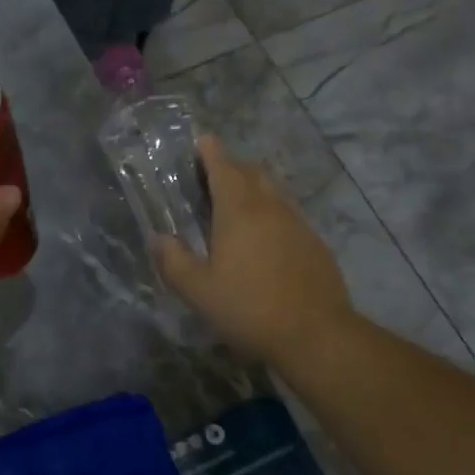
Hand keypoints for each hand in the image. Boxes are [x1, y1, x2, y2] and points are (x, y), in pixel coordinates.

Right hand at [153, 135, 355, 362]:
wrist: (316, 334)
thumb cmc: (249, 308)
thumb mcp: (198, 291)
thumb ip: (174, 261)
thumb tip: (159, 238)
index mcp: (239, 211)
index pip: (224, 167)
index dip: (211, 151)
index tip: (201, 140)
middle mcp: (271, 208)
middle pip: (252, 173)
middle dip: (232, 167)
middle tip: (212, 175)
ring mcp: (298, 224)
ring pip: (274, 192)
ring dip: (253, 188)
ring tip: (236, 205)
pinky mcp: (315, 244)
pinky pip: (288, 215)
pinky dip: (271, 213)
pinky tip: (264, 239)